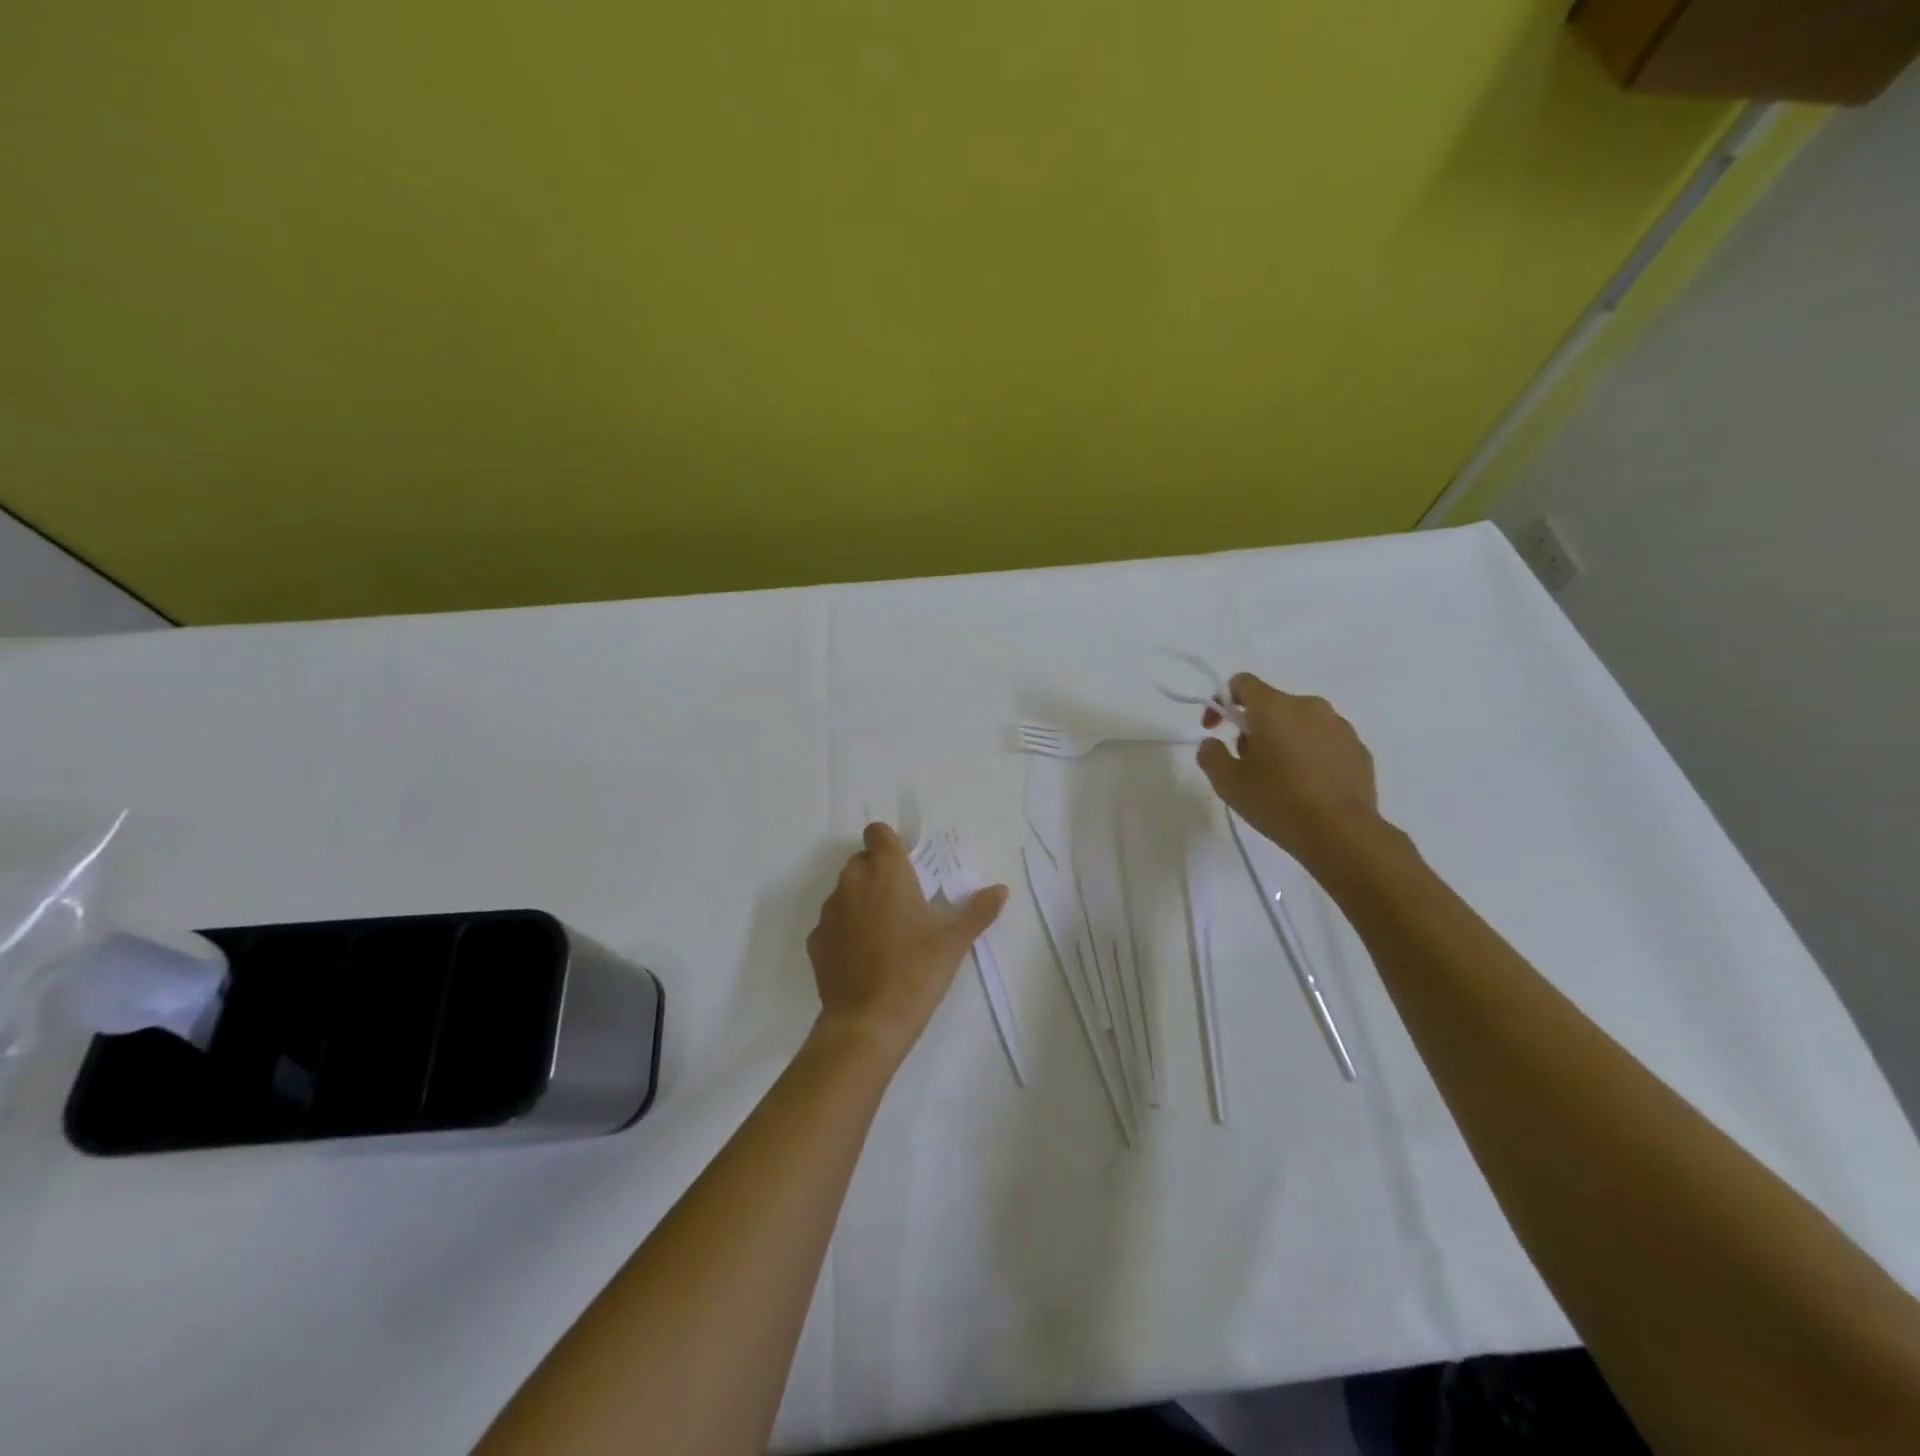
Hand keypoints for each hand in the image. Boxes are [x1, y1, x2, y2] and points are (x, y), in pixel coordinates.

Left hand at [805, 823, 1008, 1066]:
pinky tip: (865, 956)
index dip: (892, 844)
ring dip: (862, 900)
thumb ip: (978, 910)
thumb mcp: (954, 941)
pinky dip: (846, 929)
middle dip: (880, 873)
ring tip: (887, 932)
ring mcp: (829, 912)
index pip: (878, 833)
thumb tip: (1001, 890)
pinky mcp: (816, 941)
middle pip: (862, 860)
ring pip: (846, 891)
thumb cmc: (916, 972)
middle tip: (905, 902)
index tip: (909, 866)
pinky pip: (833, 922)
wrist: (867, 1023)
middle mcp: (852, 882)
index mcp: (885, 872)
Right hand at [1195, 672, 1385, 866]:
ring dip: (1284, 740)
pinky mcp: (1359, 749)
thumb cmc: (1277, 801)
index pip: (1242, 683)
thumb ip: (1211, 754)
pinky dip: (1310, 755)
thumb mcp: (1227, 782)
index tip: (1215, 730)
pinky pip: (1325, 742)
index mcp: (1274, 707)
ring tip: (1279, 778)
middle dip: (1254, 727)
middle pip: (1272, 705)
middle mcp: (1309, 706)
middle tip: (1246, 763)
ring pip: (1300, 723)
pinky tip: (1307, 787)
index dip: (1222, 702)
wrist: (1341, 834)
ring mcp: (1339, 726)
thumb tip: (1212, 743)